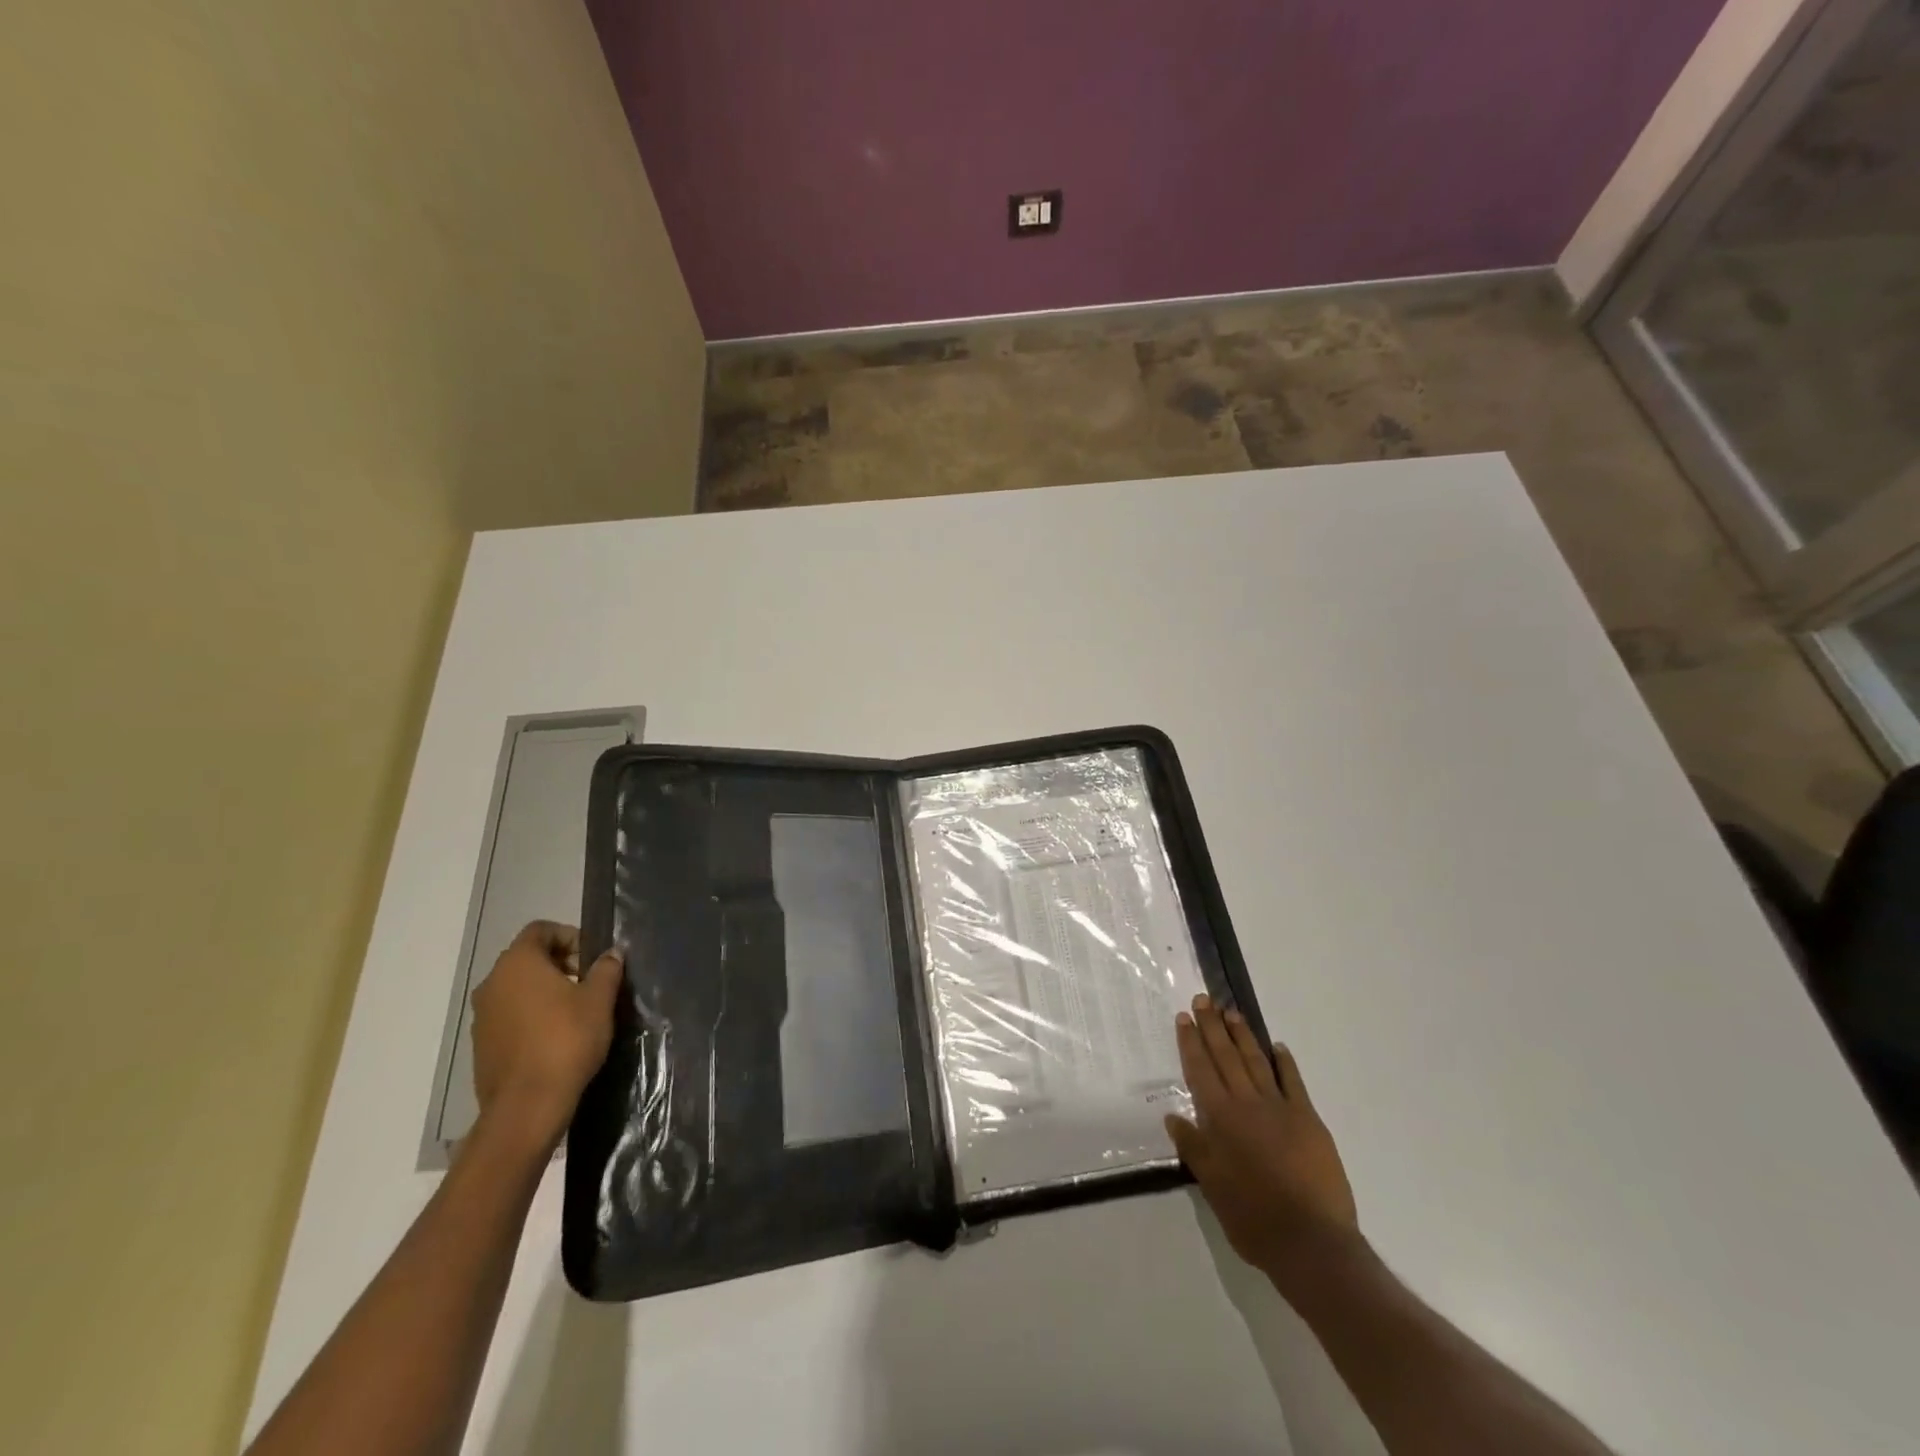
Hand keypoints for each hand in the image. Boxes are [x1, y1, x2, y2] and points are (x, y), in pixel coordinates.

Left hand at [470, 921, 623, 1154]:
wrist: (527, 1106)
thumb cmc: (566, 1041)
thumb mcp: (599, 1000)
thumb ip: (606, 969)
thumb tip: (611, 953)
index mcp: (518, 963)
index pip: (540, 930)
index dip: (570, 936)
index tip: (592, 958)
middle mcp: (492, 983)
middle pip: (527, 958)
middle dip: (560, 963)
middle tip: (589, 982)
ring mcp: (482, 1015)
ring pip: (517, 988)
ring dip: (544, 990)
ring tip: (575, 1011)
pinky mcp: (481, 1044)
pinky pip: (509, 1015)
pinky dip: (531, 1015)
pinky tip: (555, 1036)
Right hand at [1166, 994, 1358, 1292]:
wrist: (1312, 1242)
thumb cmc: (1254, 1218)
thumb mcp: (1212, 1187)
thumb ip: (1194, 1148)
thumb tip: (1173, 1117)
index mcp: (1221, 1119)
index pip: (1201, 1071)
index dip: (1191, 1043)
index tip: (1184, 1018)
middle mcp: (1248, 1104)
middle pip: (1226, 1057)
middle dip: (1212, 1027)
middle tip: (1204, 999)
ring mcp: (1281, 1109)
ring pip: (1256, 1062)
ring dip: (1242, 1036)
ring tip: (1231, 1012)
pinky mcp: (1309, 1121)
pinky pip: (1293, 1083)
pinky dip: (1284, 1063)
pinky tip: (1278, 1047)